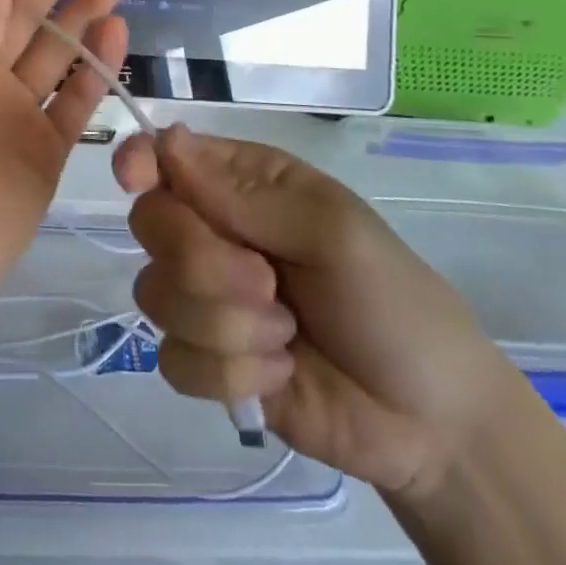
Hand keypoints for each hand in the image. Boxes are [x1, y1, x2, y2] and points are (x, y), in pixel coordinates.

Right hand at [113, 125, 522, 500]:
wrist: (431, 422)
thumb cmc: (392, 302)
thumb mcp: (333, 232)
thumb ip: (248, 195)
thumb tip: (167, 142)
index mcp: (245, 185)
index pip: (167, 157)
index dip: (141, 162)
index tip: (134, 181)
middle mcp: (215, 232)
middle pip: (151, 225)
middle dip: (204, 263)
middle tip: (266, 286)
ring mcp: (207, 299)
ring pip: (157, 295)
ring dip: (227, 325)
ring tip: (287, 336)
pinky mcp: (207, 361)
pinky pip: (174, 359)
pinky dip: (231, 373)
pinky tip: (279, 374)